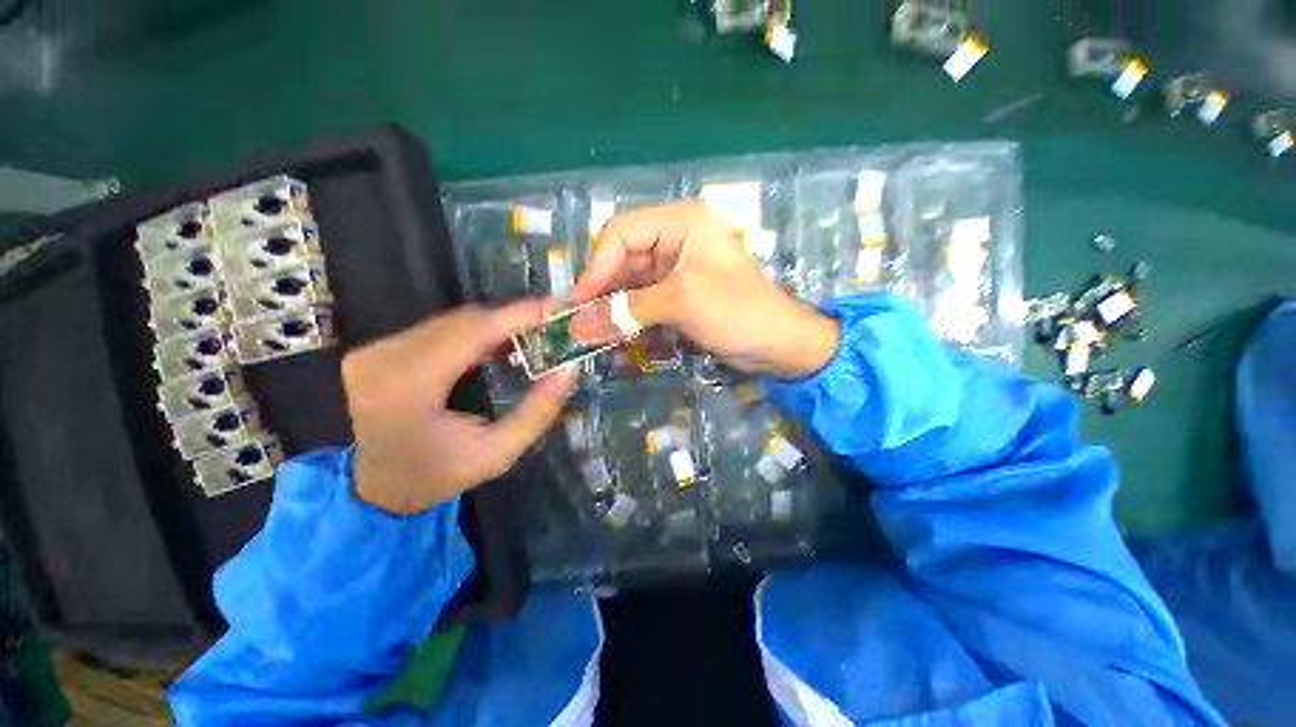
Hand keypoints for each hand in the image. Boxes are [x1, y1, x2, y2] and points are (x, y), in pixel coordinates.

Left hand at [341, 302, 576, 514]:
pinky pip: (438, 329)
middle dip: (511, 320)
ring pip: (451, 321)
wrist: (374, 489)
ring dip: (494, 326)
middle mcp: (384, 357)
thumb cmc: (437, 476)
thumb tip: (568, 371)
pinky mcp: (379, 349)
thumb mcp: (496, 454)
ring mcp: (376, 350)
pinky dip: (474, 333)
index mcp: (408, 386)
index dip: (516, 315)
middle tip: (549, 327)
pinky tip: (496, 347)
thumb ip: (537, 413)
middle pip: (463, 321)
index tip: (554, 307)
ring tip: (529, 337)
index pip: (471, 332)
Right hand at [569, 200, 839, 377]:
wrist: (780, 345)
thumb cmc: (738, 312)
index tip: (577, 304)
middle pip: (622, 262)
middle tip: (578, 327)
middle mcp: (674, 240)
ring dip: (612, 313)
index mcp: (680, 223)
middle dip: (601, 295)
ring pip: (630, 287)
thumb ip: (628, 310)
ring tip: (592, 339)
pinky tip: (616, 342)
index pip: (620, 235)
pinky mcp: (678, 296)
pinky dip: (629, 322)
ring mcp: (675, 270)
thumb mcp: (681, 302)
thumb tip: (578, 326)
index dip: (595, 268)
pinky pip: (643, 304)